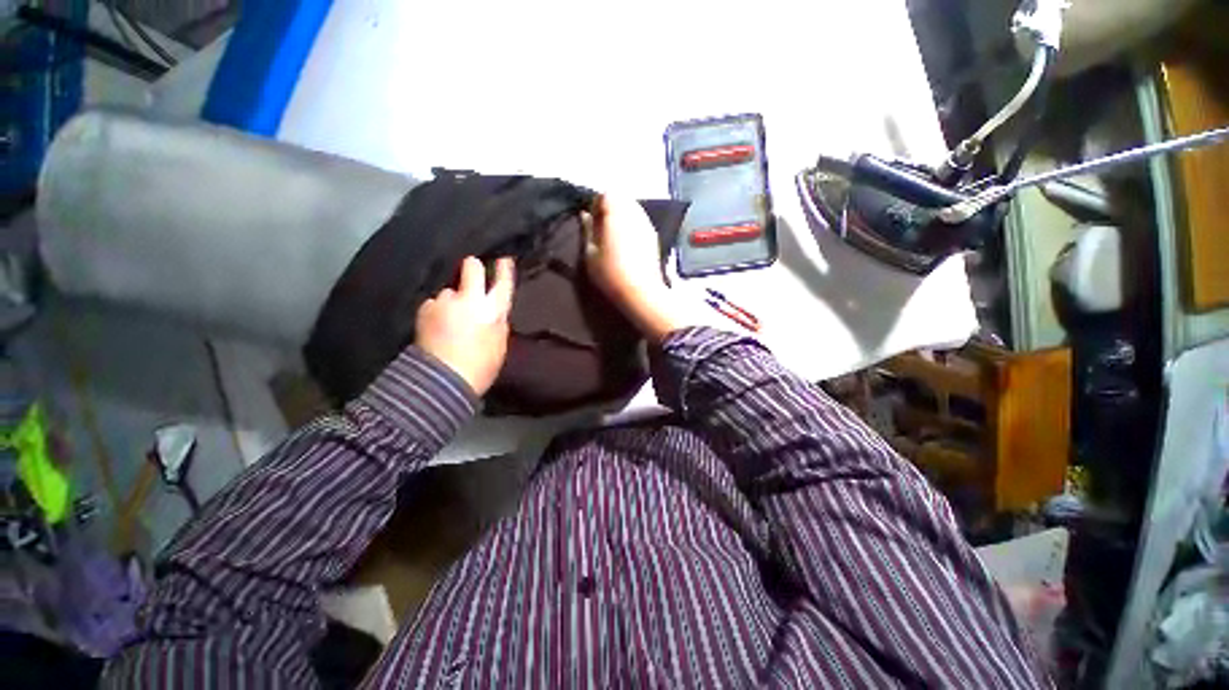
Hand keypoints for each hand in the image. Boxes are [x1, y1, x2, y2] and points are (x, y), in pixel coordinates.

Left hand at [415, 256, 514, 395]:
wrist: (443, 380)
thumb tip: (493, 311)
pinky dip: (436, 310)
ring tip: (449, 318)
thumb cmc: (481, 367)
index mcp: (494, 311)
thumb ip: (497, 322)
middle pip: (471, 267)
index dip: (503, 269)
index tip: (503, 259)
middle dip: (472, 267)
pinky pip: (434, 302)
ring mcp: (445, 302)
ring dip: (451, 299)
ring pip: (449, 290)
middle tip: (471, 272)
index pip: (502, 283)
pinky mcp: (425, 308)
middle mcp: (470, 300)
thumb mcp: (499, 344)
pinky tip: (436, 325)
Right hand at [584, 196, 687, 341]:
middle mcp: (635, 212)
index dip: (596, 204)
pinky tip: (627, 244)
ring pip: (633, 209)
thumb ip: (587, 230)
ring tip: (613, 237)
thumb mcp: (590, 253)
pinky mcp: (654, 237)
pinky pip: (641, 221)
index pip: (606, 194)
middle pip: (622, 198)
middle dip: (610, 208)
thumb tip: (585, 215)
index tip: (591, 221)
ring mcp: (647, 224)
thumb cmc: (611, 274)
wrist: (641, 293)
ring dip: (622, 217)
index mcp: (617, 213)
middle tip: (601, 229)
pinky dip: (632, 226)